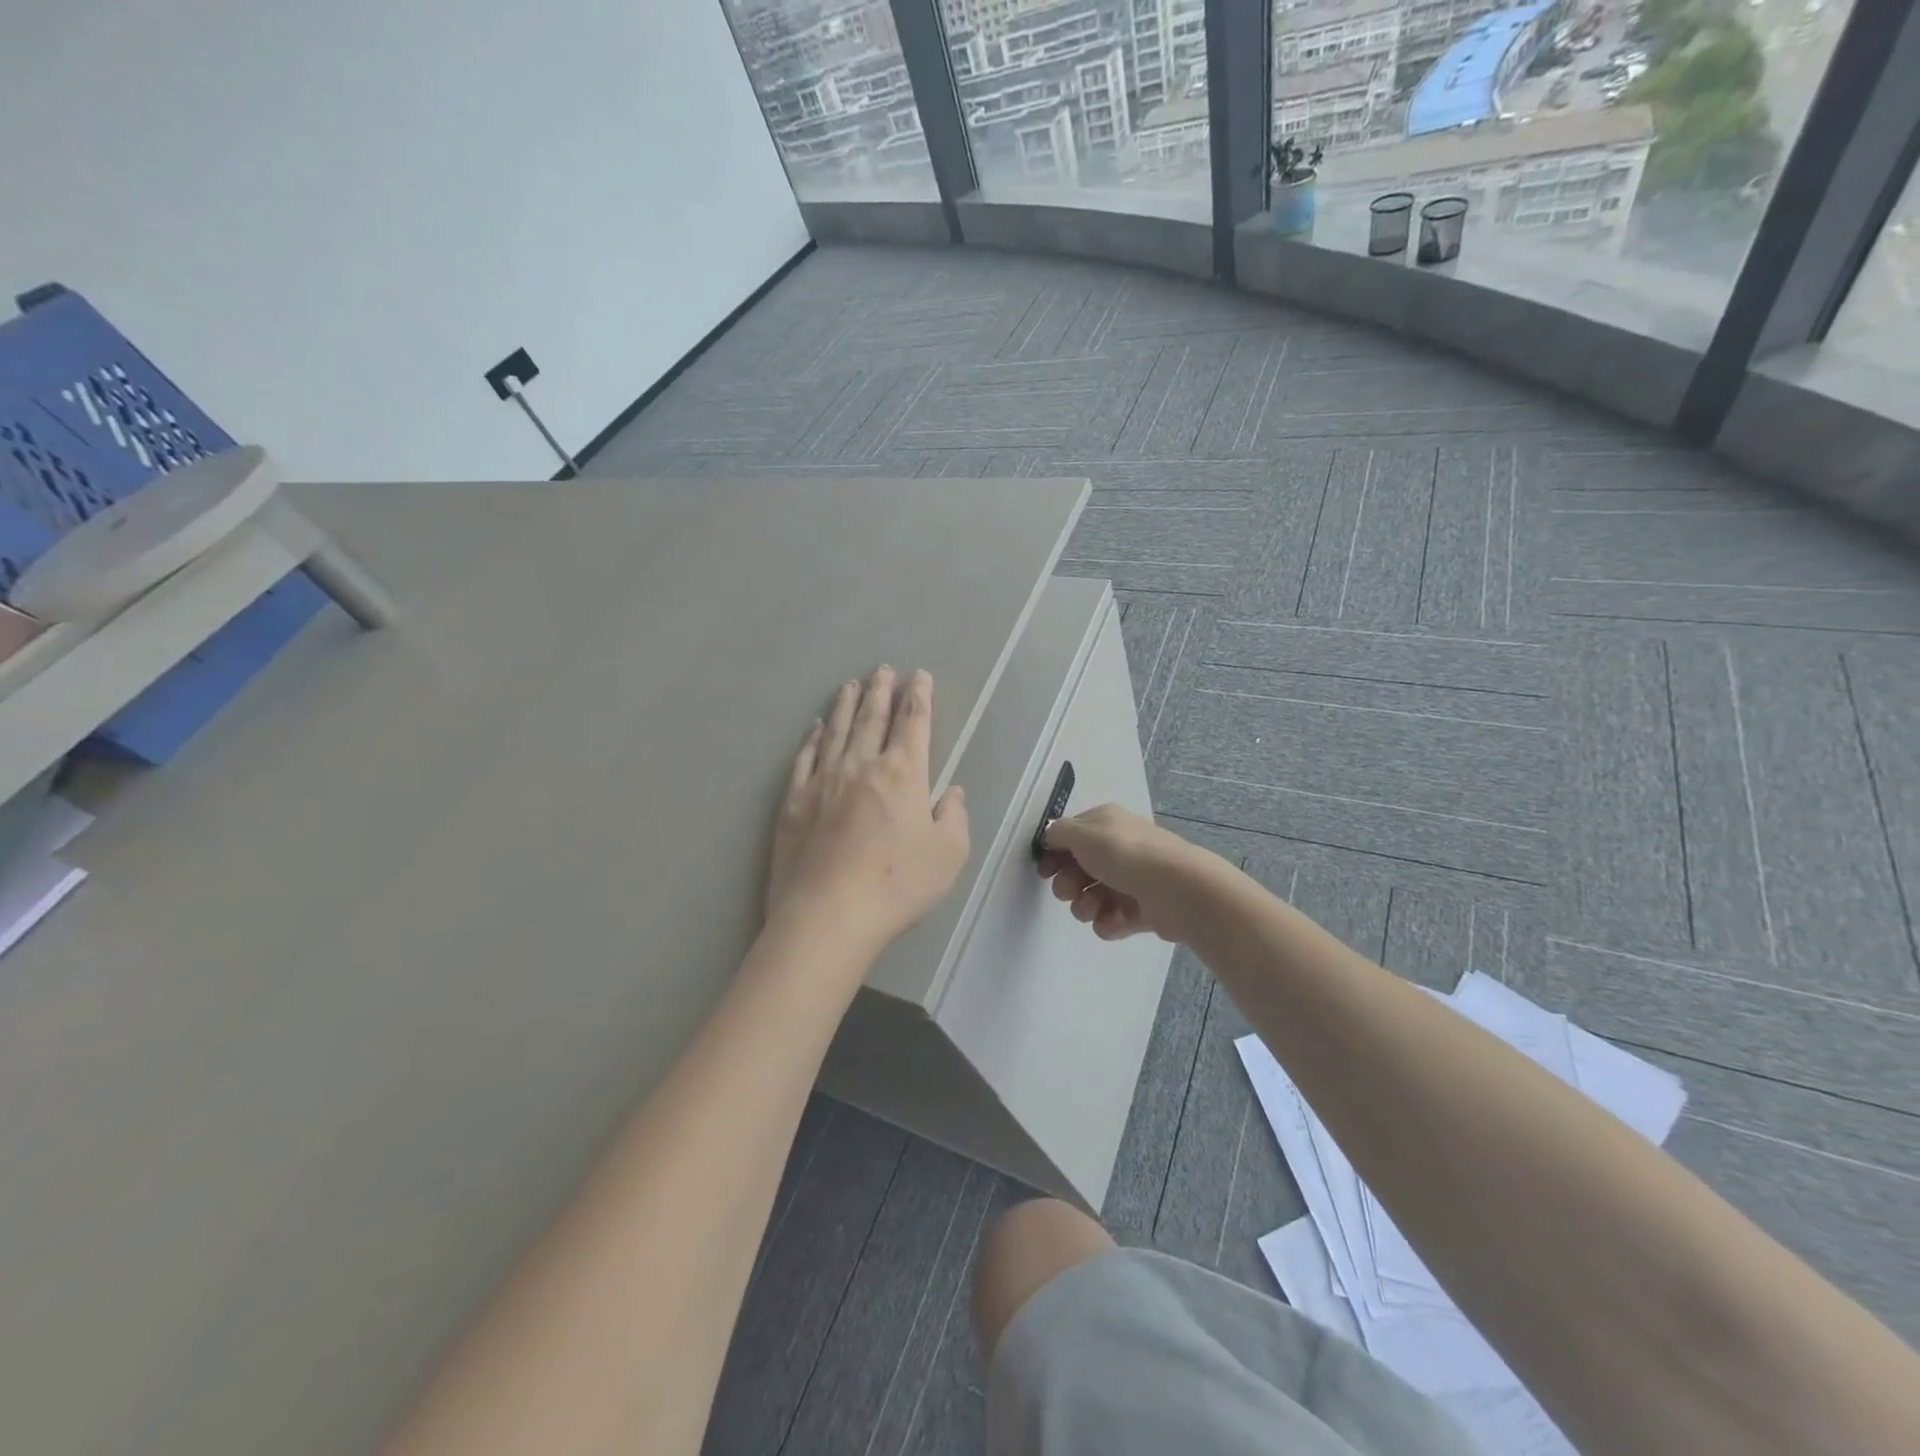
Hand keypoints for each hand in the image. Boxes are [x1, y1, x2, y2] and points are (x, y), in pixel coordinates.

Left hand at [766, 666, 970, 952]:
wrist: (829, 913)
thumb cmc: (898, 884)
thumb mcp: (948, 854)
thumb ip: (954, 817)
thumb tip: (951, 792)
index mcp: (903, 774)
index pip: (913, 724)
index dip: (918, 697)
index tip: (919, 676)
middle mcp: (861, 765)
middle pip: (872, 718)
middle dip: (881, 691)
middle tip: (882, 669)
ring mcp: (823, 780)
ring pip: (837, 731)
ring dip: (846, 705)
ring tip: (851, 685)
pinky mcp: (794, 801)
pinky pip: (805, 758)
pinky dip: (813, 738)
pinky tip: (816, 728)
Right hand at [1038, 804, 1213, 943]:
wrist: (1177, 890)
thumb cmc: (1126, 855)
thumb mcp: (1083, 834)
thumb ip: (1059, 833)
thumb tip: (1051, 836)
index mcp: (1106, 824)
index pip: (1072, 837)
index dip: (1054, 854)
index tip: (1045, 871)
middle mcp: (1119, 848)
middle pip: (1079, 869)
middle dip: (1068, 884)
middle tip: (1069, 892)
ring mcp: (1132, 880)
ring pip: (1093, 897)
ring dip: (1085, 906)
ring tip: (1092, 910)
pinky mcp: (1143, 910)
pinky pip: (1113, 918)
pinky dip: (1108, 922)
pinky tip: (1113, 921)